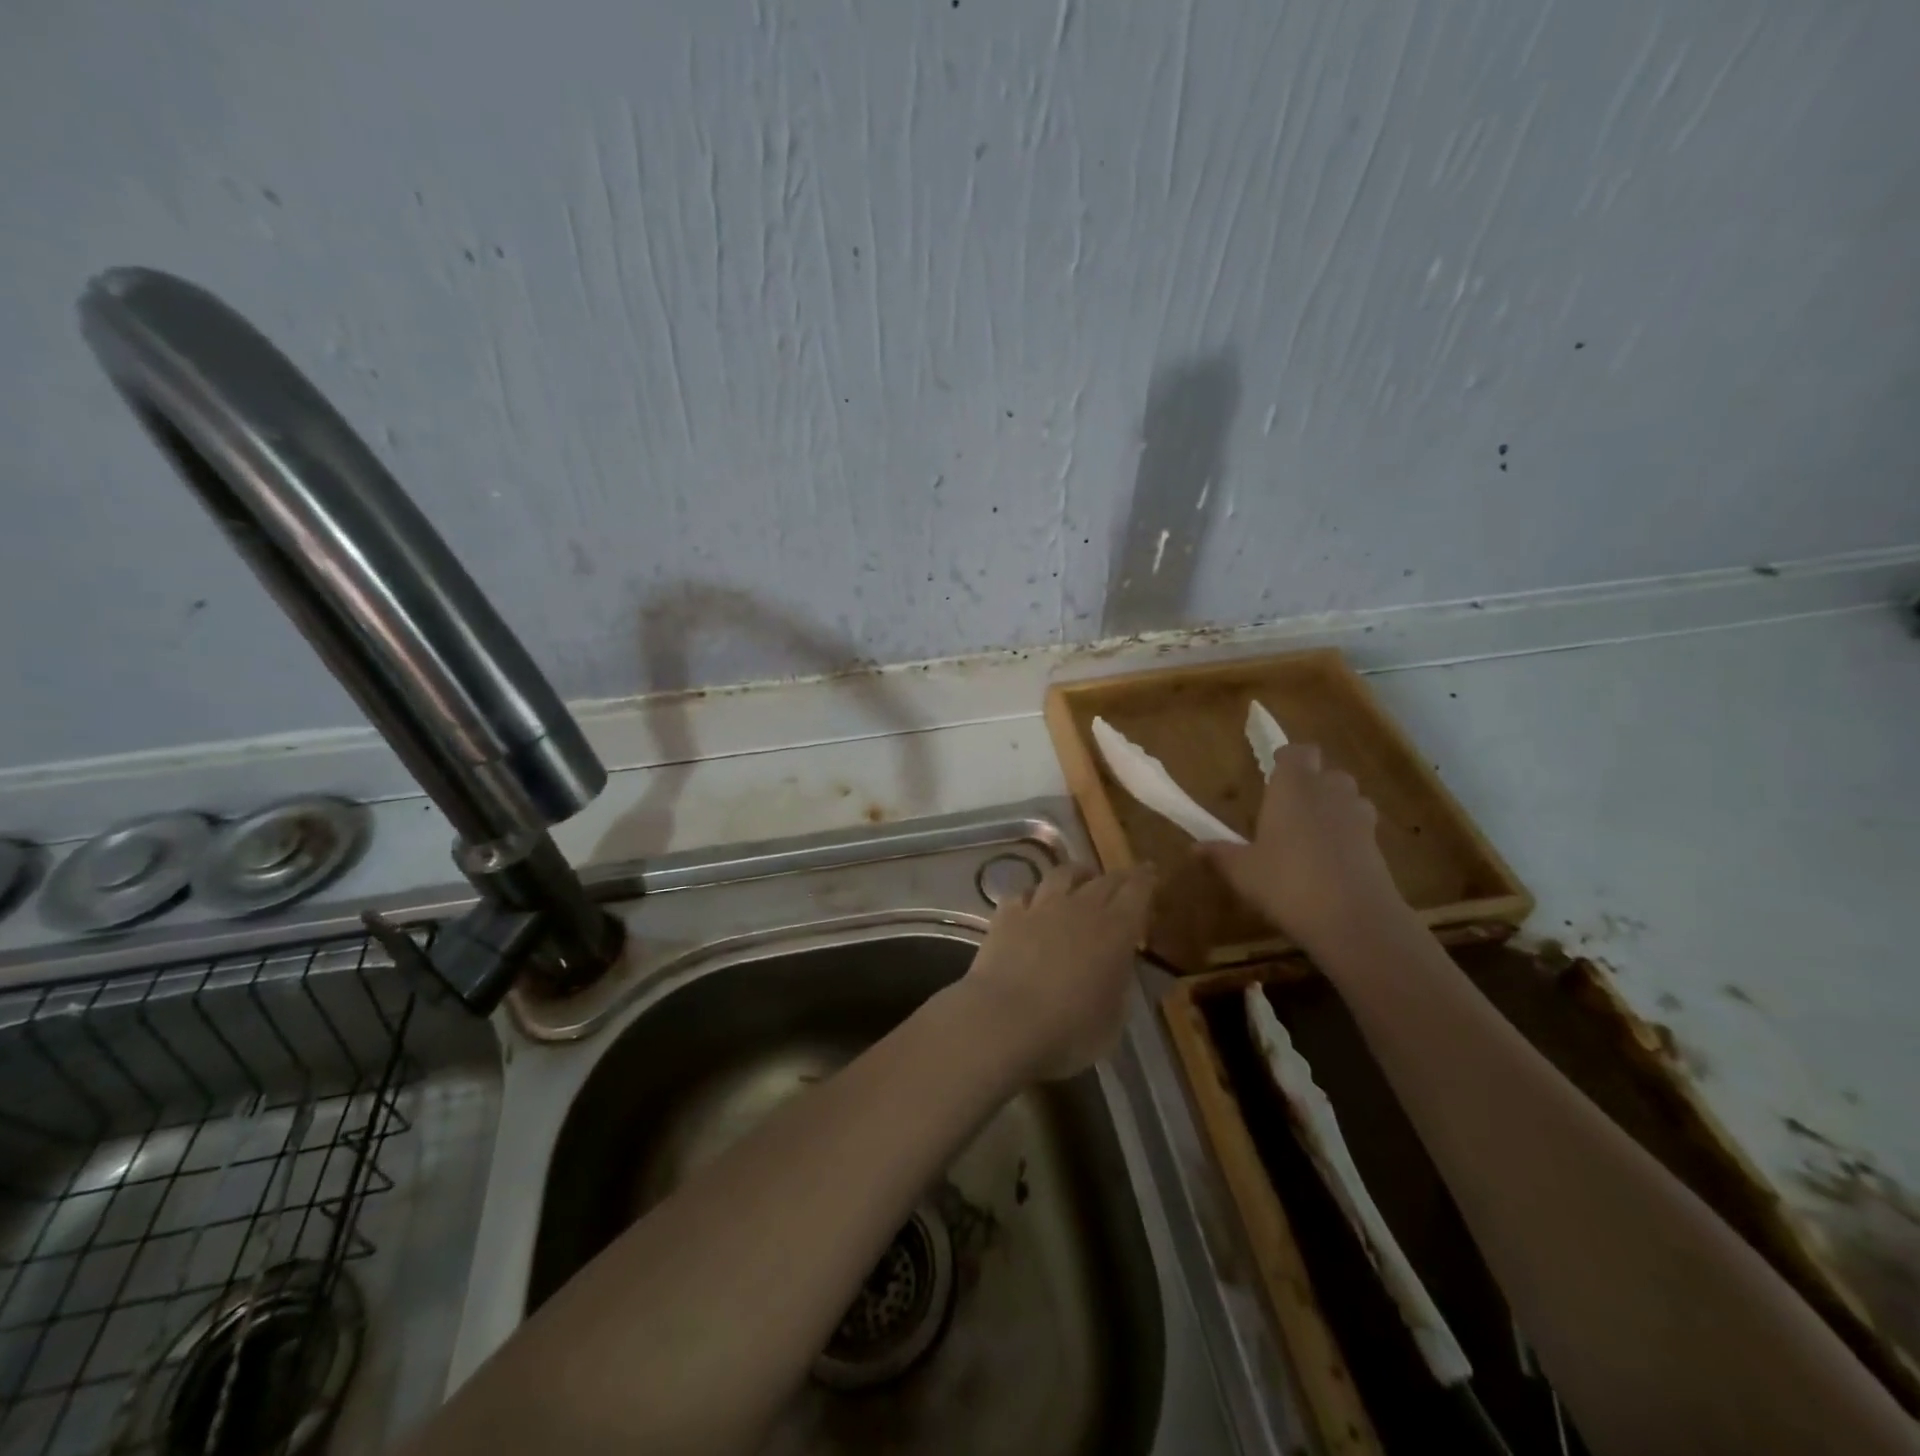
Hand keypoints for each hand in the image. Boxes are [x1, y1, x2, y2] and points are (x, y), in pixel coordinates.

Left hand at [961, 863, 1155, 1081]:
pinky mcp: (1006, 915)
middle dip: (1118, 877)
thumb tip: (1119, 965)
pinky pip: (1024, 893)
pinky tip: (1033, 901)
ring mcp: (1040, 907)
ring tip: (1081, 878)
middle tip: (1125, 879)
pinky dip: (1034, 894)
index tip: (1151, 872)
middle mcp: (1079, 908)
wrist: (1004, 1022)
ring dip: (1077, 874)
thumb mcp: (1114, 1018)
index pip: (1137, 892)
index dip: (1146, 880)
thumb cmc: (1070, 1030)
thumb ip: (1120, 983)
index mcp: (1115, 931)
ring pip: (1062, 875)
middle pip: (1103, 880)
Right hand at [1202, 742, 1408, 949]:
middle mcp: (1329, 792)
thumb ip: (1220, 854)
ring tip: (1311, 833)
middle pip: (1328, 773)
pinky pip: (1361, 829)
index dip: (1288, 759)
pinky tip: (1330, 862)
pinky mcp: (1379, 846)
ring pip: (1349, 799)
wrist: (1354, 920)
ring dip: (1334, 808)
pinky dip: (1348, 837)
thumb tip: (1194, 847)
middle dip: (1312, 784)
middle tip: (1289, 808)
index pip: (1299, 752)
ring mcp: (1359, 818)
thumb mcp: (1243, 871)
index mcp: (1294, 787)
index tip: (1274, 771)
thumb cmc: (1286, 882)